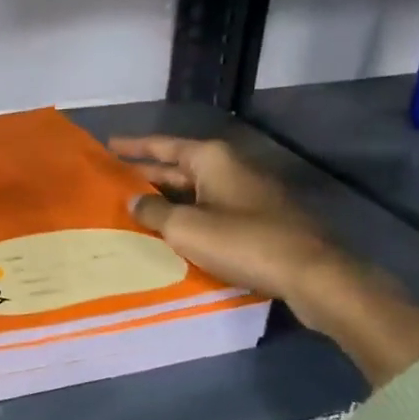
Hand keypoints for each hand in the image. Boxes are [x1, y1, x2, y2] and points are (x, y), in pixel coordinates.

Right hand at [108, 134, 418, 386]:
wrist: (311, 273)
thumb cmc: (243, 241)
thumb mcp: (186, 228)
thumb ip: (153, 212)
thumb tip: (134, 200)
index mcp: (211, 158)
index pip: (162, 145)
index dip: (133, 147)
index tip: (107, 145)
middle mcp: (229, 168)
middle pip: (177, 168)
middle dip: (146, 174)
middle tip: (112, 181)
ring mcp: (246, 194)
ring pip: (193, 192)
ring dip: (165, 200)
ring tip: (132, 208)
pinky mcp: (257, 220)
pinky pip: (210, 211)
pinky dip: (186, 217)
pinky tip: (169, 232)